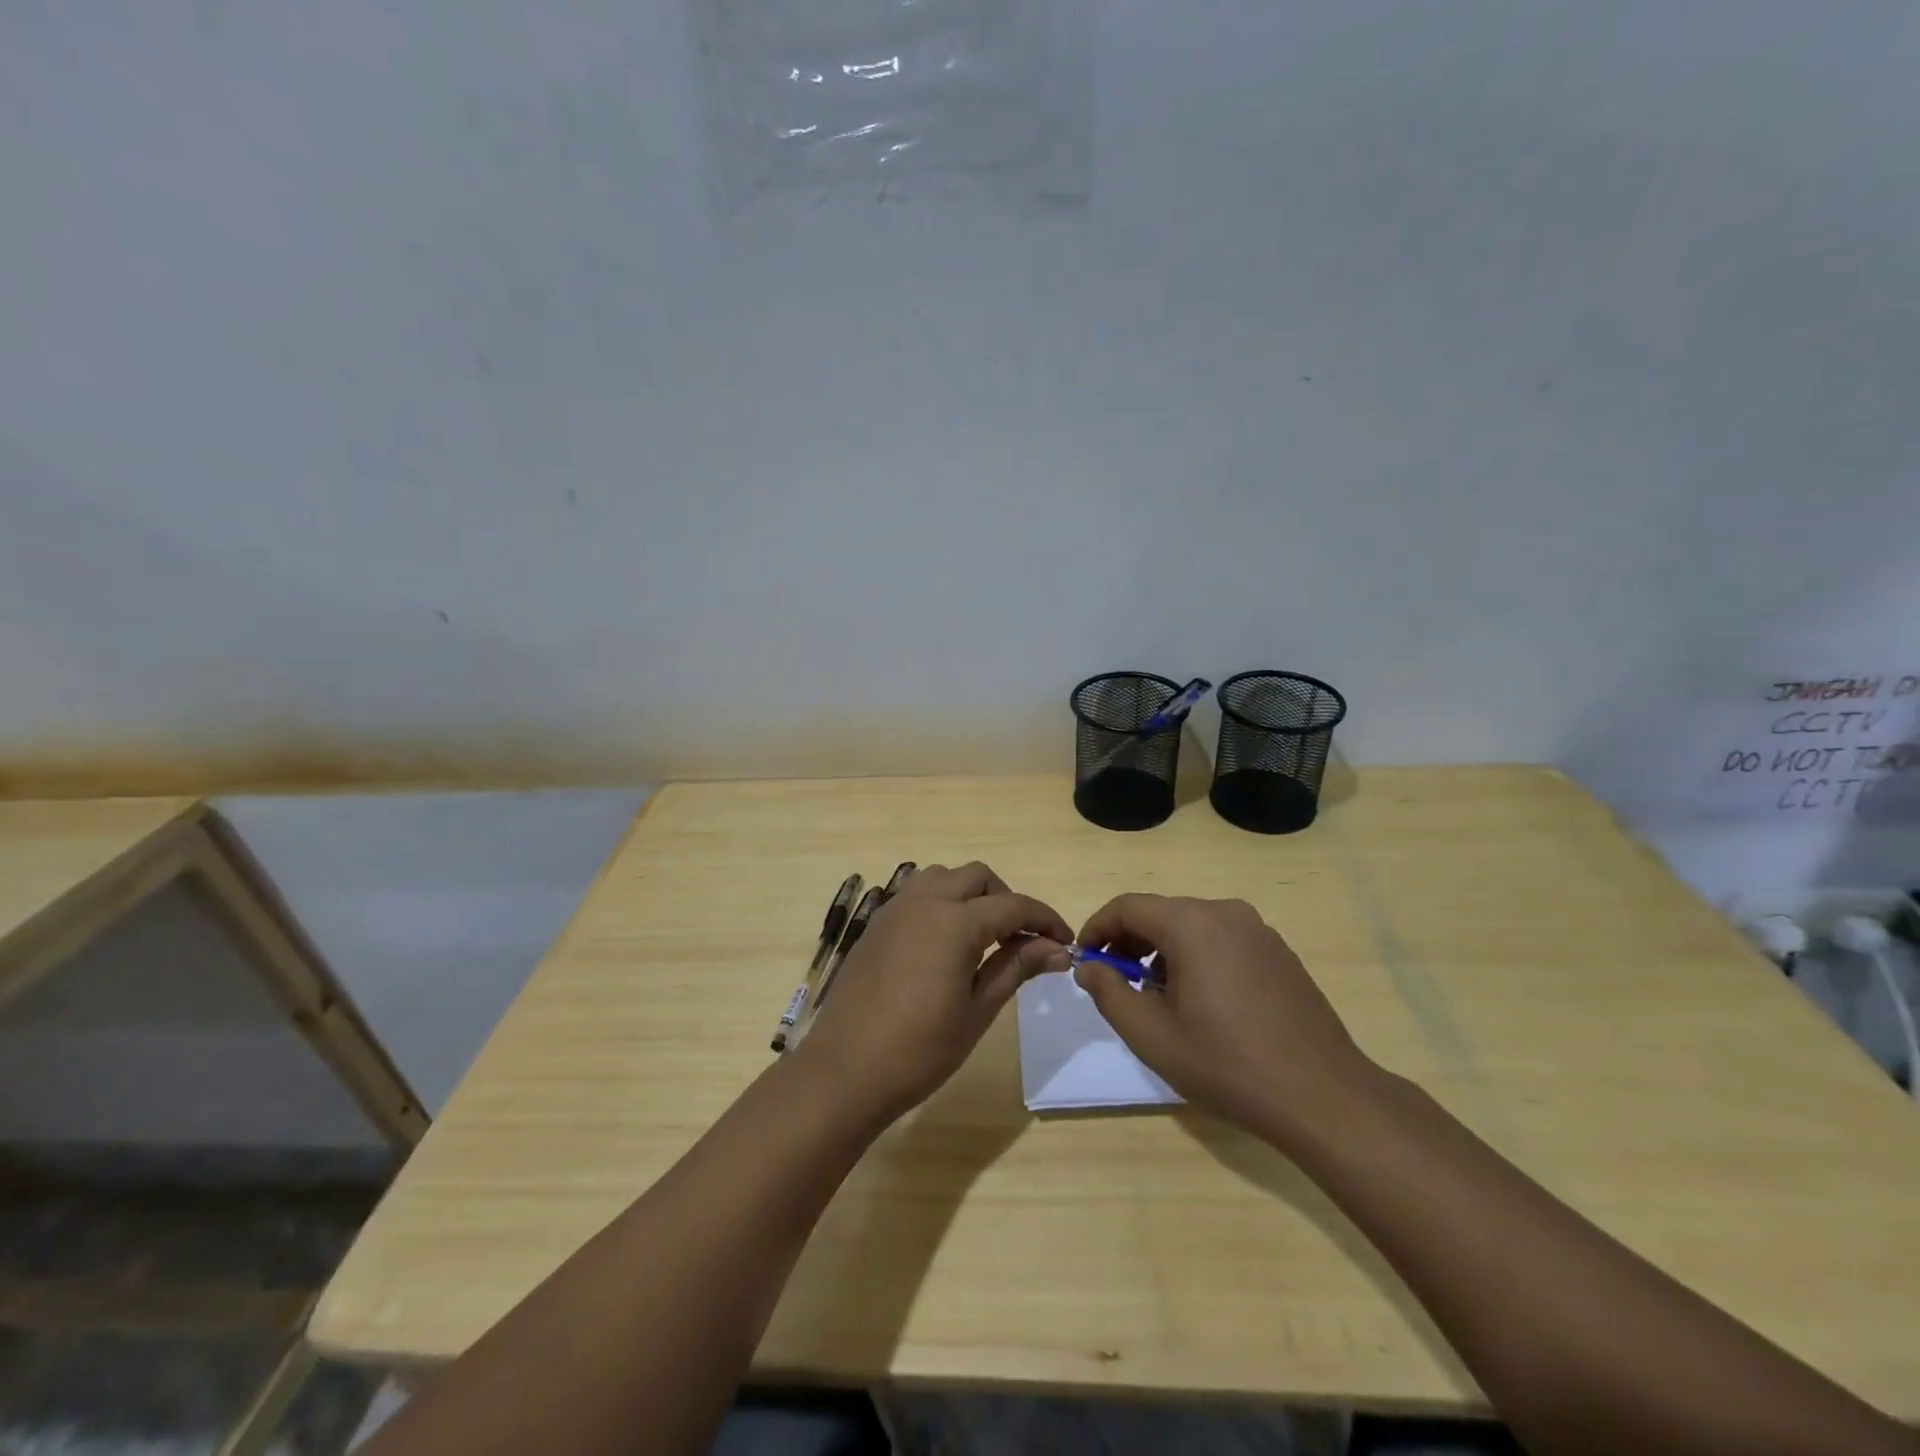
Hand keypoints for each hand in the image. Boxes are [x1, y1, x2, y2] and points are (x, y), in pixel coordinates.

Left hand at [795, 863, 1070, 1123]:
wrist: (845, 1071)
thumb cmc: (919, 1049)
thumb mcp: (977, 1010)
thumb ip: (1016, 967)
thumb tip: (1057, 949)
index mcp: (954, 921)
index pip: (1013, 905)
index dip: (1045, 920)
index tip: (1066, 942)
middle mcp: (924, 901)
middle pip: (977, 877)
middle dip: (1007, 900)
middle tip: (1022, 940)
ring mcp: (895, 910)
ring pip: (943, 878)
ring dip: (971, 895)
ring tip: (983, 938)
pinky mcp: (876, 925)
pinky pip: (917, 895)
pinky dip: (942, 904)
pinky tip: (945, 945)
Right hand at [1072, 894, 1374, 1140]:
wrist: (1323, 1097)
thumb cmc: (1227, 1064)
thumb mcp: (1152, 1035)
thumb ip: (1109, 993)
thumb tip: (1090, 966)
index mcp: (1192, 923)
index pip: (1128, 907)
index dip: (1098, 929)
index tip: (1085, 961)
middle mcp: (1226, 912)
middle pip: (1161, 913)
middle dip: (1130, 944)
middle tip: (1117, 985)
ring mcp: (1258, 930)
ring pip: (1192, 927)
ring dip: (1163, 953)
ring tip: (1159, 1000)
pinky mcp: (1279, 952)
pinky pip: (1222, 941)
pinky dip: (1197, 958)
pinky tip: (1203, 1004)